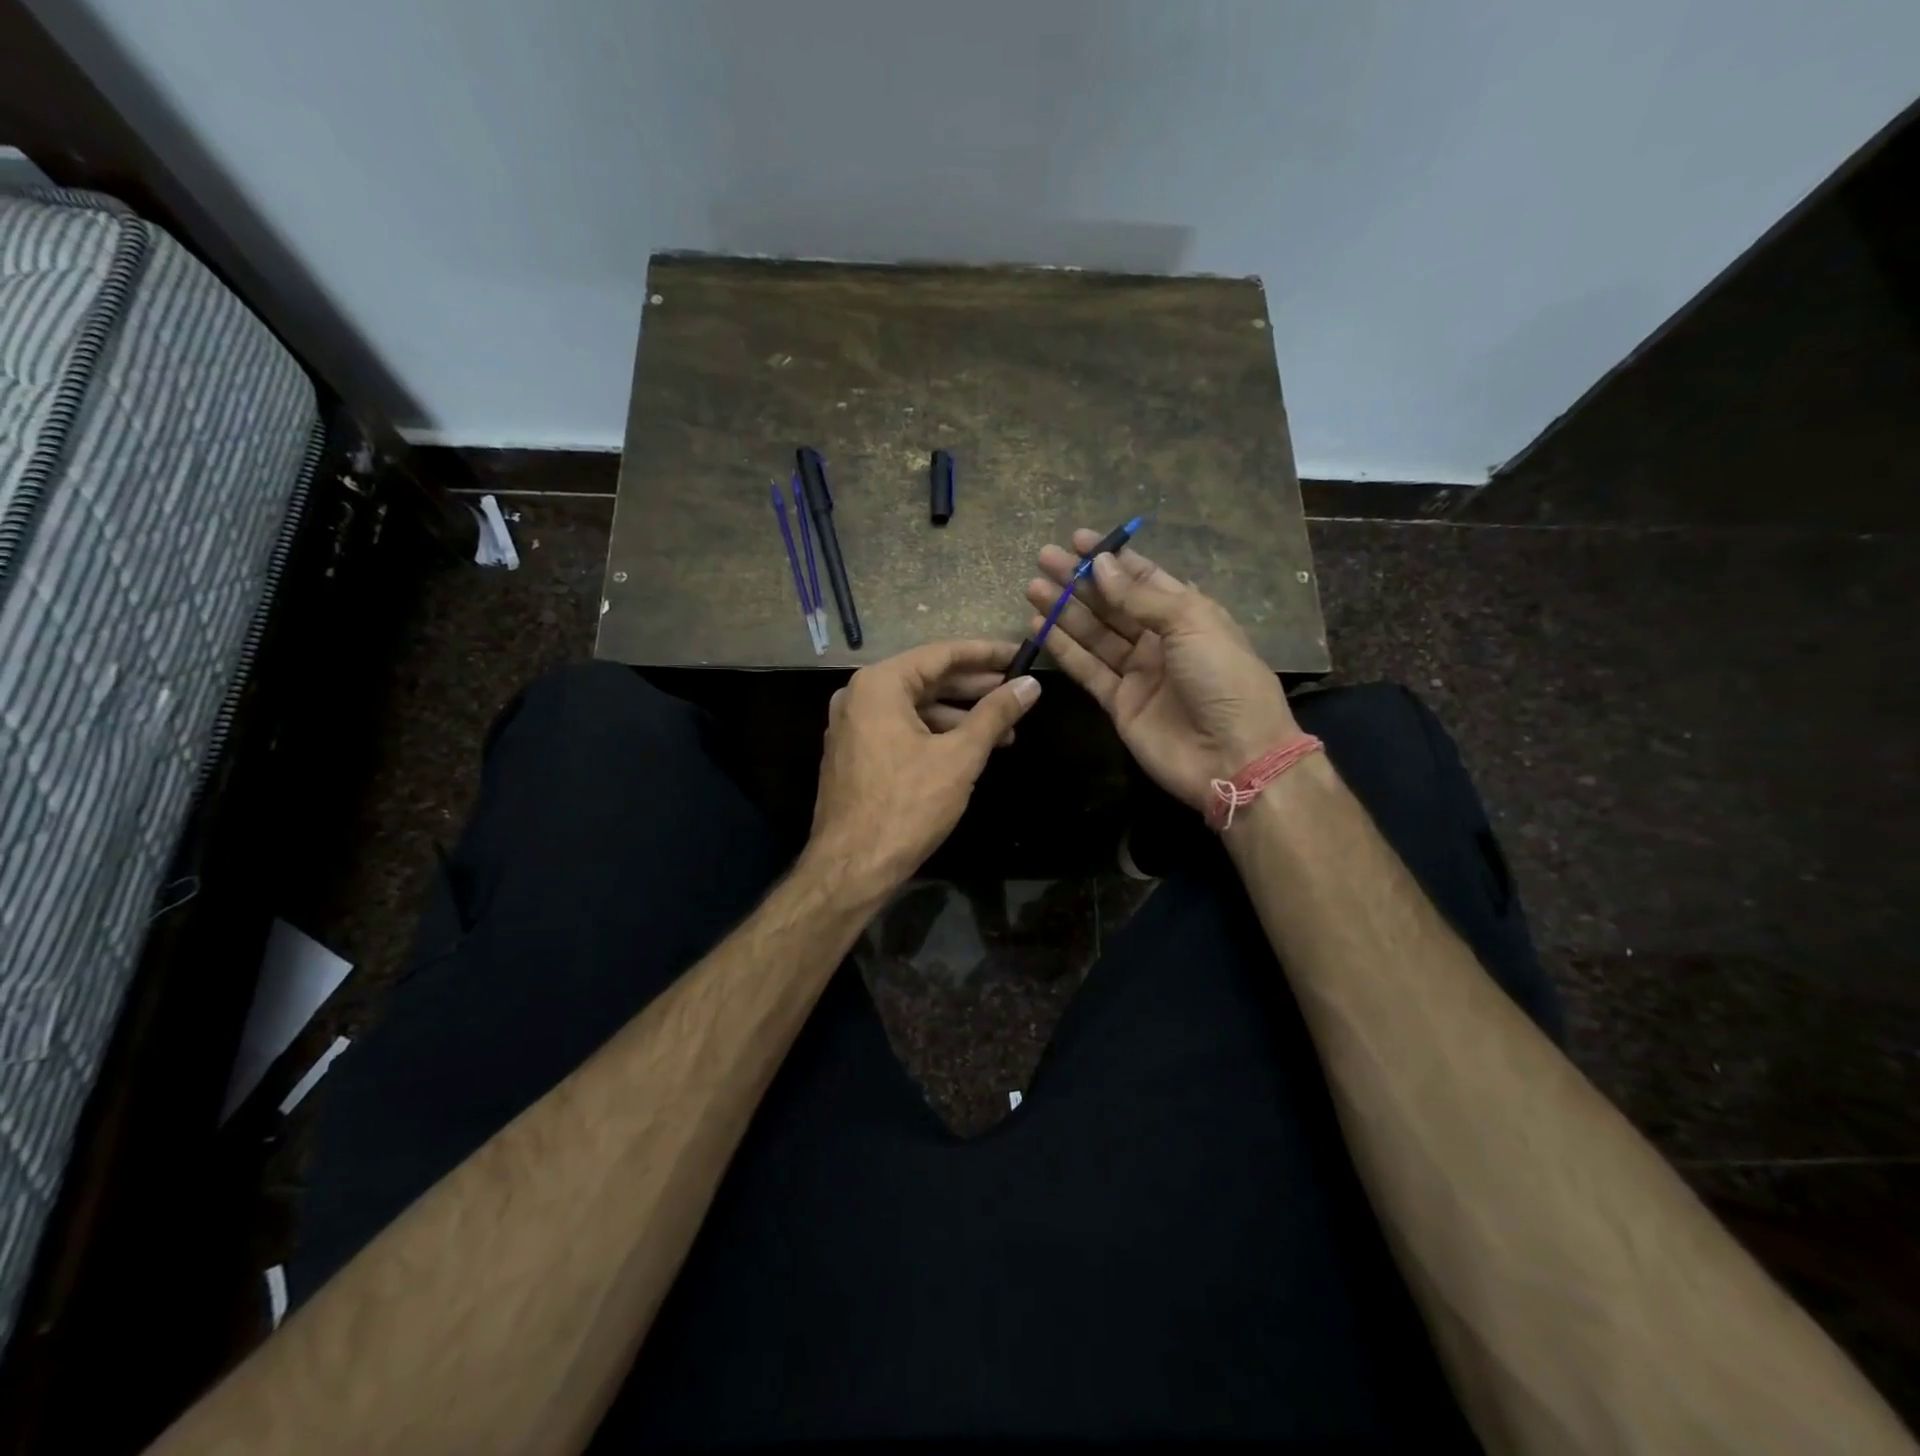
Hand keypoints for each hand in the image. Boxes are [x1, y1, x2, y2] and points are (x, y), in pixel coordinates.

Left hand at [805, 640, 1040, 901]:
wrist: (851, 867)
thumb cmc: (907, 806)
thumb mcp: (960, 757)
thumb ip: (995, 714)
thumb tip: (1030, 685)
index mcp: (879, 685)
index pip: (941, 654)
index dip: (986, 654)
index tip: (1021, 655)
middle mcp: (859, 696)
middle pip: (927, 679)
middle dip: (975, 688)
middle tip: (1018, 691)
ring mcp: (853, 726)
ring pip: (916, 707)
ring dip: (960, 716)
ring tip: (1005, 730)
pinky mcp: (855, 753)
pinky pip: (901, 729)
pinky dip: (936, 734)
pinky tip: (969, 749)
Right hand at [1027, 530, 1296, 813]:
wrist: (1234, 755)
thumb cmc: (1224, 679)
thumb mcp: (1191, 624)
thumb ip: (1141, 597)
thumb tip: (1101, 565)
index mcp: (1188, 614)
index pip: (1143, 578)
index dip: (1112, 559)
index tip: (1079, 540)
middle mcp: (1160, 640)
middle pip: (1112, 603)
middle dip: (1079, 581)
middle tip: (1044, 558)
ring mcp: (1138, 673)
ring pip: (1094, 634)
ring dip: (1064, 611)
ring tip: (1033, 587)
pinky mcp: (1119, 703)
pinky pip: (1087, 670)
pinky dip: (1064, 649)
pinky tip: (1039, 626)